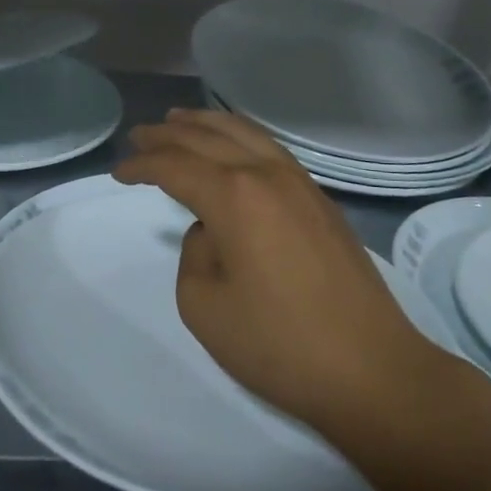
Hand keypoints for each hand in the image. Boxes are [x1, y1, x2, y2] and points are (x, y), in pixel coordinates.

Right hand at [113, 108, 461, 433]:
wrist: (371, 370)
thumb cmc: (279, 344)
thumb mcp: (205, 306)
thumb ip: (194, 255)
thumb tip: (211, 230)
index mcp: (234, 196)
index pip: (175, 166)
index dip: (142, 166)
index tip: (118, 172)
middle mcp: (266, 175)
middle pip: (207, 138)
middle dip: (168, 134)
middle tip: (139, 135)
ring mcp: (300, 183)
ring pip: (244, 134)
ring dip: (206, 125)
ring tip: (179, 119)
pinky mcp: (321, 201)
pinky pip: (270, 149)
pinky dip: (241, 137)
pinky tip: (233, 146)